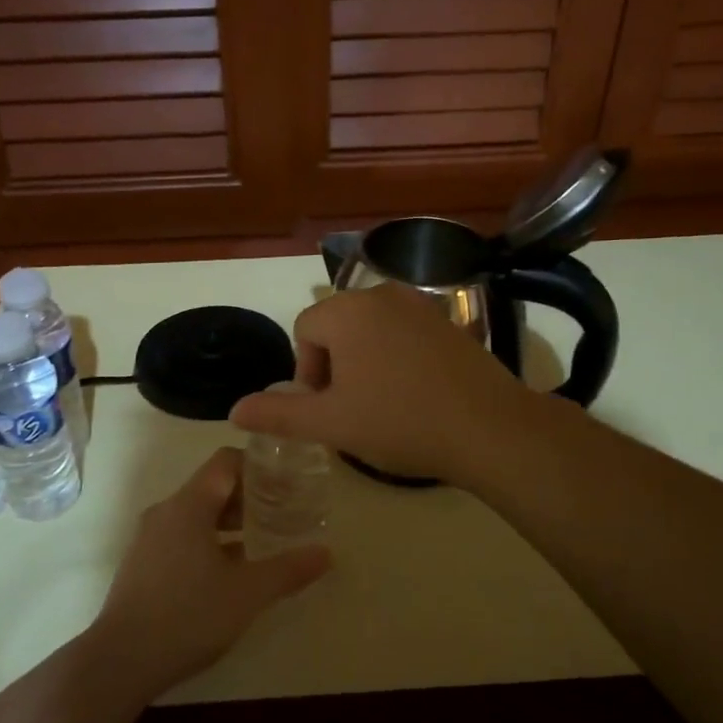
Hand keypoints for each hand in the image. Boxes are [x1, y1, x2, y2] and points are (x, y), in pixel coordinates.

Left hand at [87, 448, 330, 697]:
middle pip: (211, 486)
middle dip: (248, 496)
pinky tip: (228, 570)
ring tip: (261, 539)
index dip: (258, 465)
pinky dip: (208, 540)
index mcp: (189, 505)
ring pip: (196, 514)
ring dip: (229, 521)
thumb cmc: (188, 615)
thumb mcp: (247, 593)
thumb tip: (327, 553)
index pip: (225, 462)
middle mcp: (166, 511)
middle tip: (282, 511)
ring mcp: (149, 538)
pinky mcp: (141, 563)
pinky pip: (181, 536)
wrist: (120, 661)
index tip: (287, 480)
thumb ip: (288, 570)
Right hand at [230, 283, 535, 484]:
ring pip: (371, 328)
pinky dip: (397, 355)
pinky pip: (404, 331)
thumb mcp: (331, 423)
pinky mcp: (449, 320)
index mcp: (347, 311)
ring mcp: (420, 303)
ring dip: (365, 360)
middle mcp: (381, 294)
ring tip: (383, 401)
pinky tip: (415, 392)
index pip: (305, 331)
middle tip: (353, 407)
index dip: (307, 372)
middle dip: (335, 365)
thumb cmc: (399, 422)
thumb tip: (234, 410)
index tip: (329, 408)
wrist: (489, 428)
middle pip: (337, 325)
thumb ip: (278, 414)